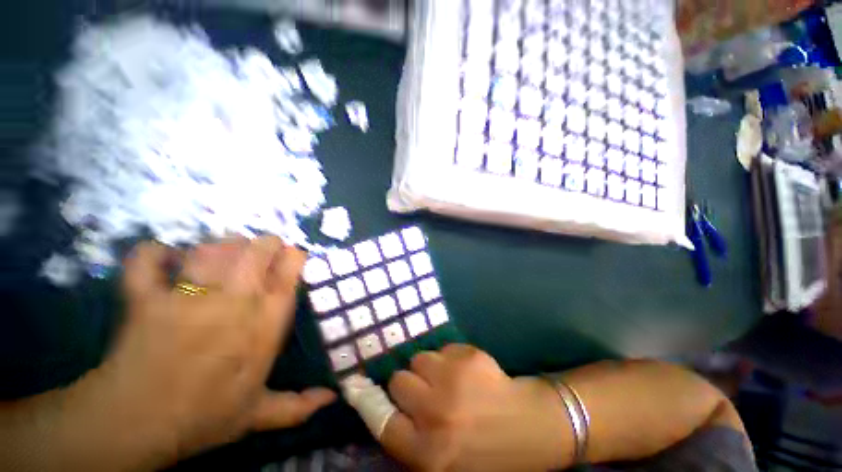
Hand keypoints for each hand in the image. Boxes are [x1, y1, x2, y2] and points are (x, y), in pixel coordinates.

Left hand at [60, 238, 334, 468]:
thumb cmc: (203, 418)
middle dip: (264, 244)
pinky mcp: (145, 298)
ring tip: (224, 252)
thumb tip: (332, 398)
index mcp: (264, 324)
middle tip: (262, 252)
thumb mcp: (255, 414)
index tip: (292, 257)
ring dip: (221, 245)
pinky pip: (148, 261)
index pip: (289, 273)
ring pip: (213, 249)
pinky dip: (154, 253)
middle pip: (256, 250)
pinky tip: (166, 256)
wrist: (132, 428)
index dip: (294, 257)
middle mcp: (234, 301)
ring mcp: (187, 297)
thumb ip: (296, 406)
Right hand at [378, 344, 570, 471]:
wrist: (534, 428)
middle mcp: (436, 415)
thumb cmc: (488, 452)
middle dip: (410, 384)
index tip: (359, 385)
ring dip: (430, 368)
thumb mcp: (444, 463)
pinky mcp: (469, 357)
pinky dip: (450, 358)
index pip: (381, 420)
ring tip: (450, 382)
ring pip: (420, 358)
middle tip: (427, 392)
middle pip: (399, 381)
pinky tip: (468, 372)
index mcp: (428, 453)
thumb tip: (386, 407)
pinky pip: (443, 349)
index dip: (369, 400)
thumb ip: (411, 439)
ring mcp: (454, 380)